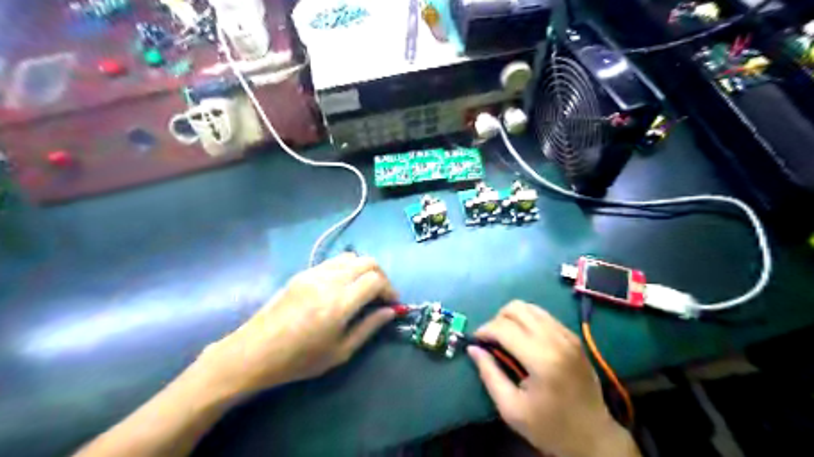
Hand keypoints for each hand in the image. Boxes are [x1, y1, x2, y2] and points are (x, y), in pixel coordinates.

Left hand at [192, 253, 398, 398]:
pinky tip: (343, 286)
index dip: (390, 290)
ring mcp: (315, 273)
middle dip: (381, 276)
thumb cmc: (299, 359)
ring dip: (364, 269)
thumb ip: (369, 327)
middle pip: (367, 262)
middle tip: (381, 296)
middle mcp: (330, 280)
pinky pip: (334, 261)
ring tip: (364, 289)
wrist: (255, 351)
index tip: (392, 304)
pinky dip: (348, 268)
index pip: (376, 280)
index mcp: (340, 302)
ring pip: (351, 257)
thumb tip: (390, 312)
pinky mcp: (304, 273)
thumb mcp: (340, 351)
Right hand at [467, 302, 638, 455]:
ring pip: (530, 307)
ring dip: (512, 317)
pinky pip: (543, 315)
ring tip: (506, 338)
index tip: (475, 341)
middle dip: (497, 319)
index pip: (504, 328)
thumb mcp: (511, 409)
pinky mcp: (573, 337)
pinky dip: (527, 320)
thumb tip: (472, 348)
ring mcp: (567, 336)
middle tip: (491, 340)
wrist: (594, 437)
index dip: (484, 330)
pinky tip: (524, 339)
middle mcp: (556, 339)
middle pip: (517, 309)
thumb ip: (489, 374)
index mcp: (541, 359)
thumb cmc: (549, 427)